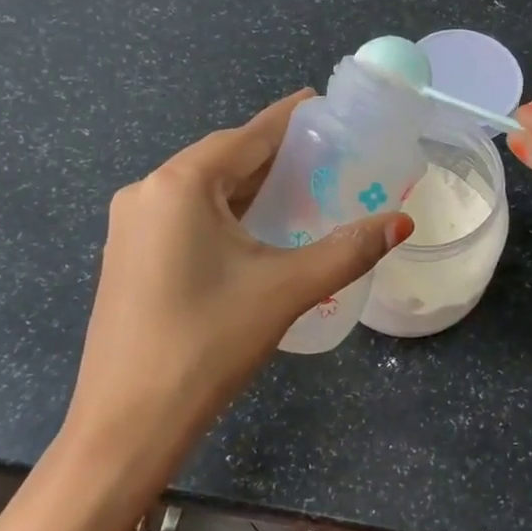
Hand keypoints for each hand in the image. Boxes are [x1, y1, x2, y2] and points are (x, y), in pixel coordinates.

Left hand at [65, 91, 411, 451]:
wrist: (128, 423)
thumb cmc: (207, 344)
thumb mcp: (286, 290)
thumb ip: (348, 250)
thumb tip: (403, 222)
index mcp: (180, 184)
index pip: (248, 135)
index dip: (291, 119)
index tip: (326, 106)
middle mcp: (148, 192)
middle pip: (224, 159)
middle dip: (276, 157)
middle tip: (329, 159)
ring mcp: (131, 226)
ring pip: (204, 190)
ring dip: (251, 188)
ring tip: (304, 192)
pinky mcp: (129, 256)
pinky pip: (186, 216)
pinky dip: (226, 214)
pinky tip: (257, 231)